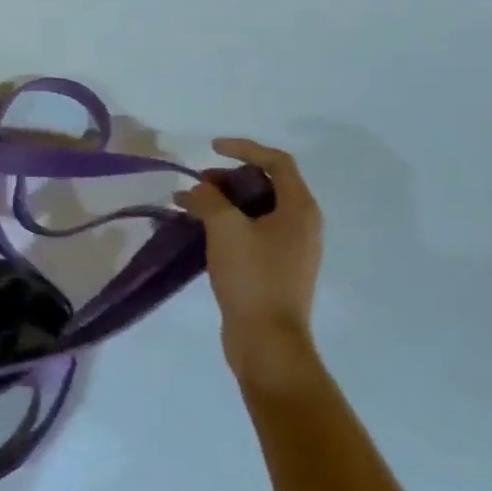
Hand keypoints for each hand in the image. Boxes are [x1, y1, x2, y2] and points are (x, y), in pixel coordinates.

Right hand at [177, 139, 322, 384]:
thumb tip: (197, 190)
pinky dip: (226, 224)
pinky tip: (199, 231)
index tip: (212, 148)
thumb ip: (209, 199)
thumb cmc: (252, 277)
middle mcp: (301, 225)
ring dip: (223, 201)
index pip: (277, 162)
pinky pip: (251, 233)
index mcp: (300, 209)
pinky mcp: (275, 269)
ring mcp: (290, 249)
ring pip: (256, 210)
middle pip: (267, 185)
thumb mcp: (225, 228)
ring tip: (190, 205)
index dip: (244, 148)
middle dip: (229, 177)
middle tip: (198, 183)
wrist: (267, 342)